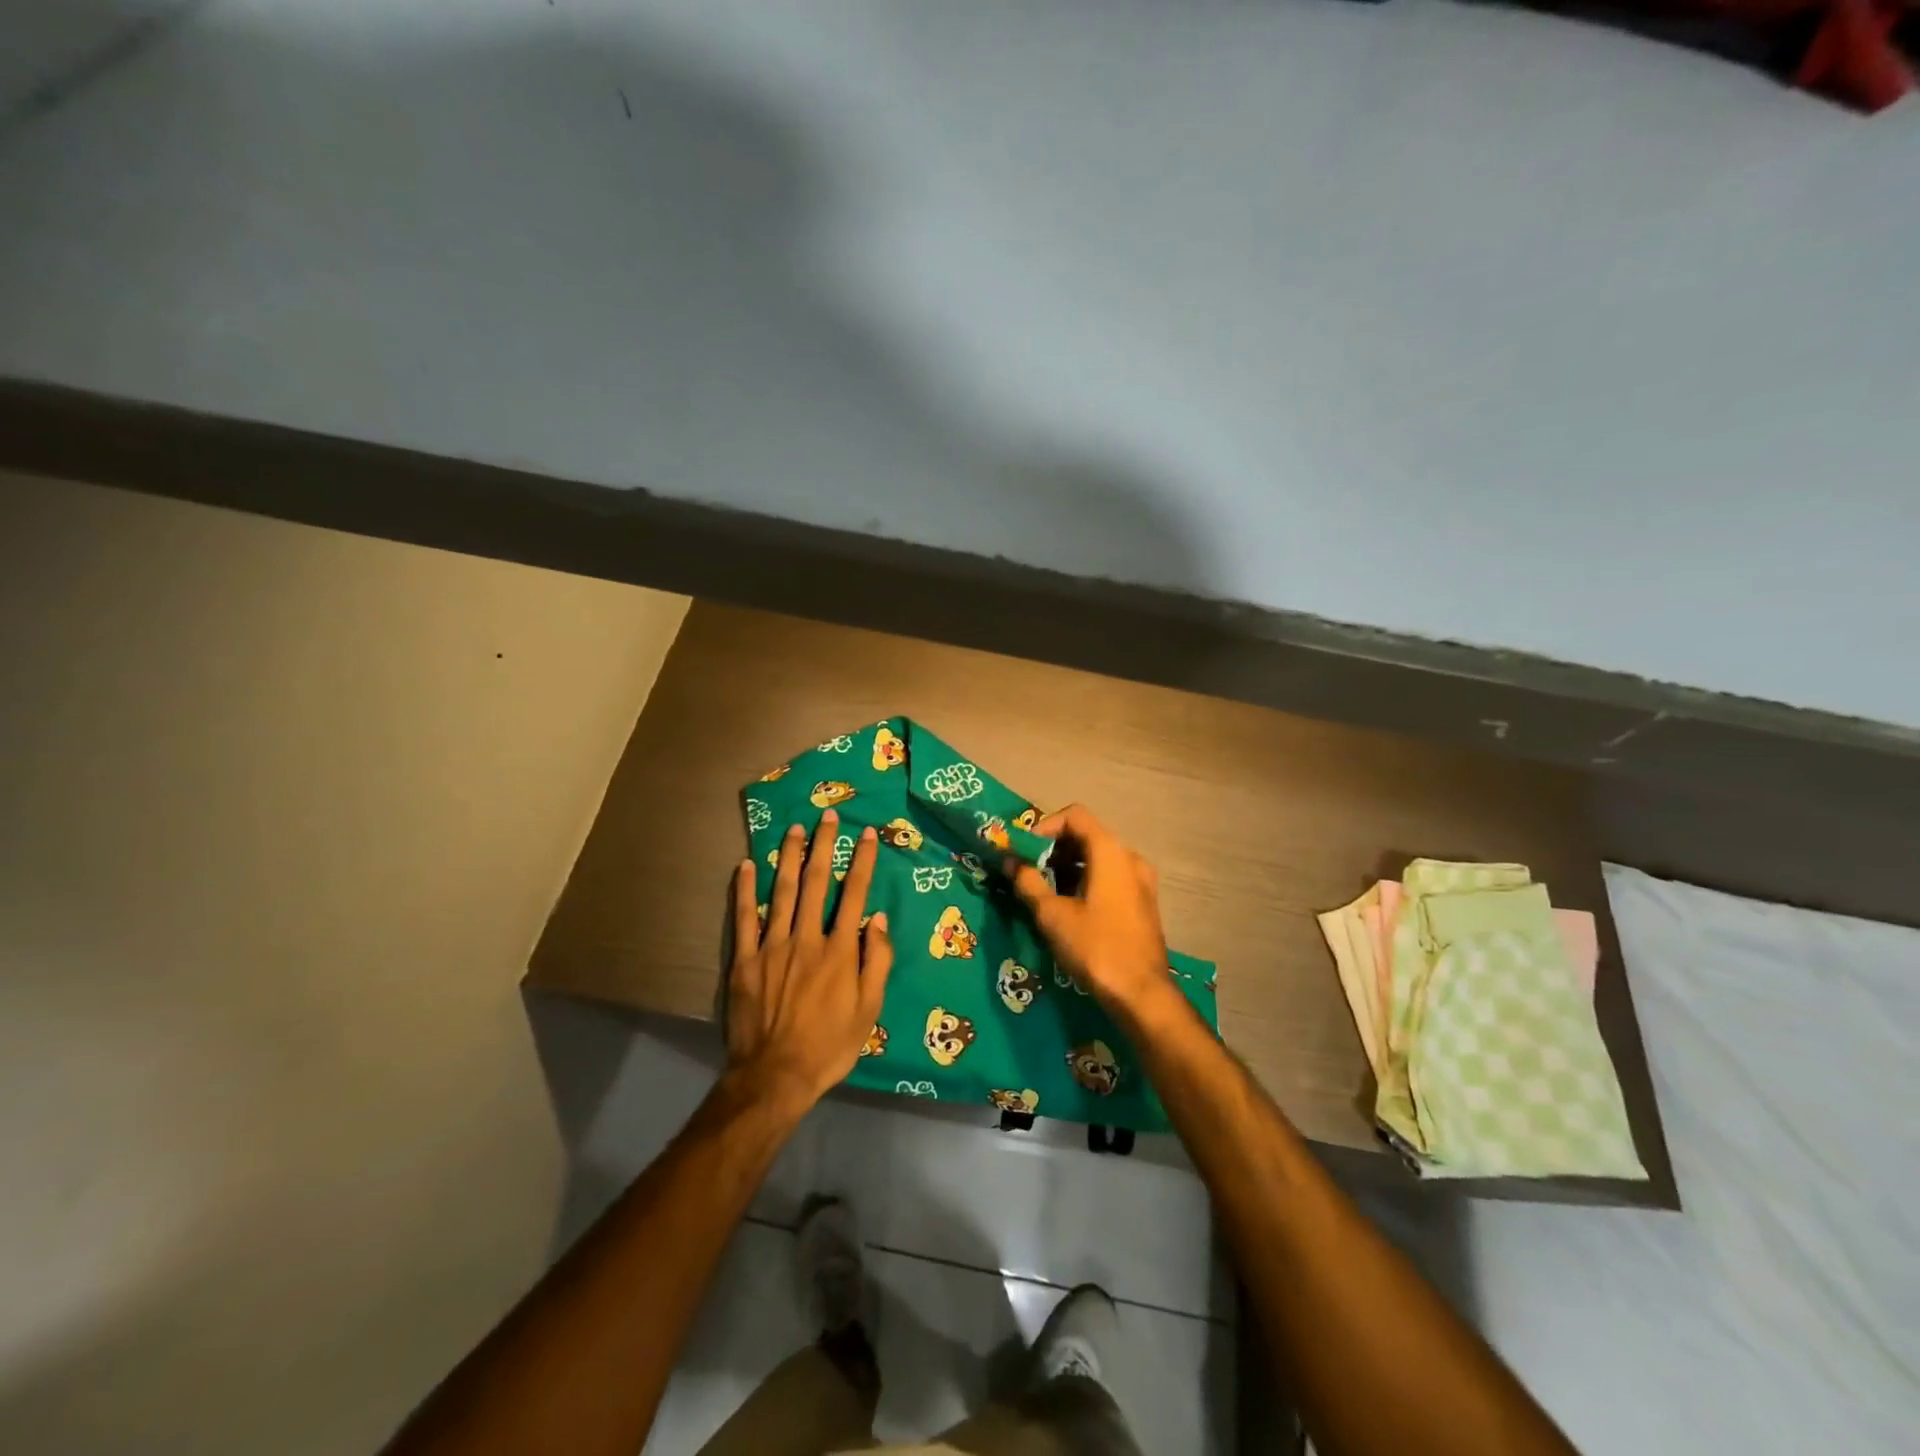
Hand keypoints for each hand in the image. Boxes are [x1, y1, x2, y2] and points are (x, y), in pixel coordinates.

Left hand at [727, 810, 893, 1109]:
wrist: (776, 1075)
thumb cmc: (830, 1045)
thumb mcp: (869, 1010)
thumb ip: (877, 961)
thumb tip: (877, 919)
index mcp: (840, 950)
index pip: (854, 894)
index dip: (862, 861)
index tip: (867, 834)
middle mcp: (807, 938)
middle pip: (817, 882)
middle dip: (824, 845)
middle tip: (828, 815)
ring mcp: (773, 946)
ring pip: (783, 892)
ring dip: (790, 857)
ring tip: (794, 828)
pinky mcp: (746, 960)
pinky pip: (745, 917)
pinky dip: (745, 890)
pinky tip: (747, 865)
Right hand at [1008, 804, 1180, 1026]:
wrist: (1141, 993)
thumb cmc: (1095, 947)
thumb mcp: (1052, 914)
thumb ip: (1028, 882)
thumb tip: (1011, 862)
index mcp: (1110, 852)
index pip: (1075, 816)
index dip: (1044, 827)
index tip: (1023, 850)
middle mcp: (1129, 857)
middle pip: (1086, 835)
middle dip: (1052, 848)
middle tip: (1026, 869)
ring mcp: (1140, 880)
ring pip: (1097, 858)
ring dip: (1067, 866)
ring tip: (1041, 889)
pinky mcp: (1142, 902)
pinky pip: (1109, 877)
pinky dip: (1085, 880)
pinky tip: (1066, 906)